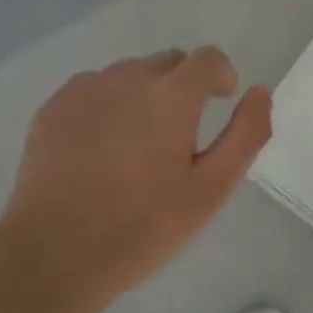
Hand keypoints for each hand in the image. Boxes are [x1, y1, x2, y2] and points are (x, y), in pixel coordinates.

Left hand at [0, 47, 271, 312]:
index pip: (208, 58)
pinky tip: (100, 148)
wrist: (53, 254)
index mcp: (172, 94)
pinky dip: (107, 105)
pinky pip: (93, 89)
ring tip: (137, 143)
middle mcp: (129, 77)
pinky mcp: (53, 107)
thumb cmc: (142, 225)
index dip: (221, 75)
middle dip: (183, 85)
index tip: (220, 101)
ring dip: (144, 94)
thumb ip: (246, 134)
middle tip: (179, 134)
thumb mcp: (211, 189)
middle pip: (168, 61)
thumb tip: (259, 91)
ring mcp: (86, 89)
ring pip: (129, 74)